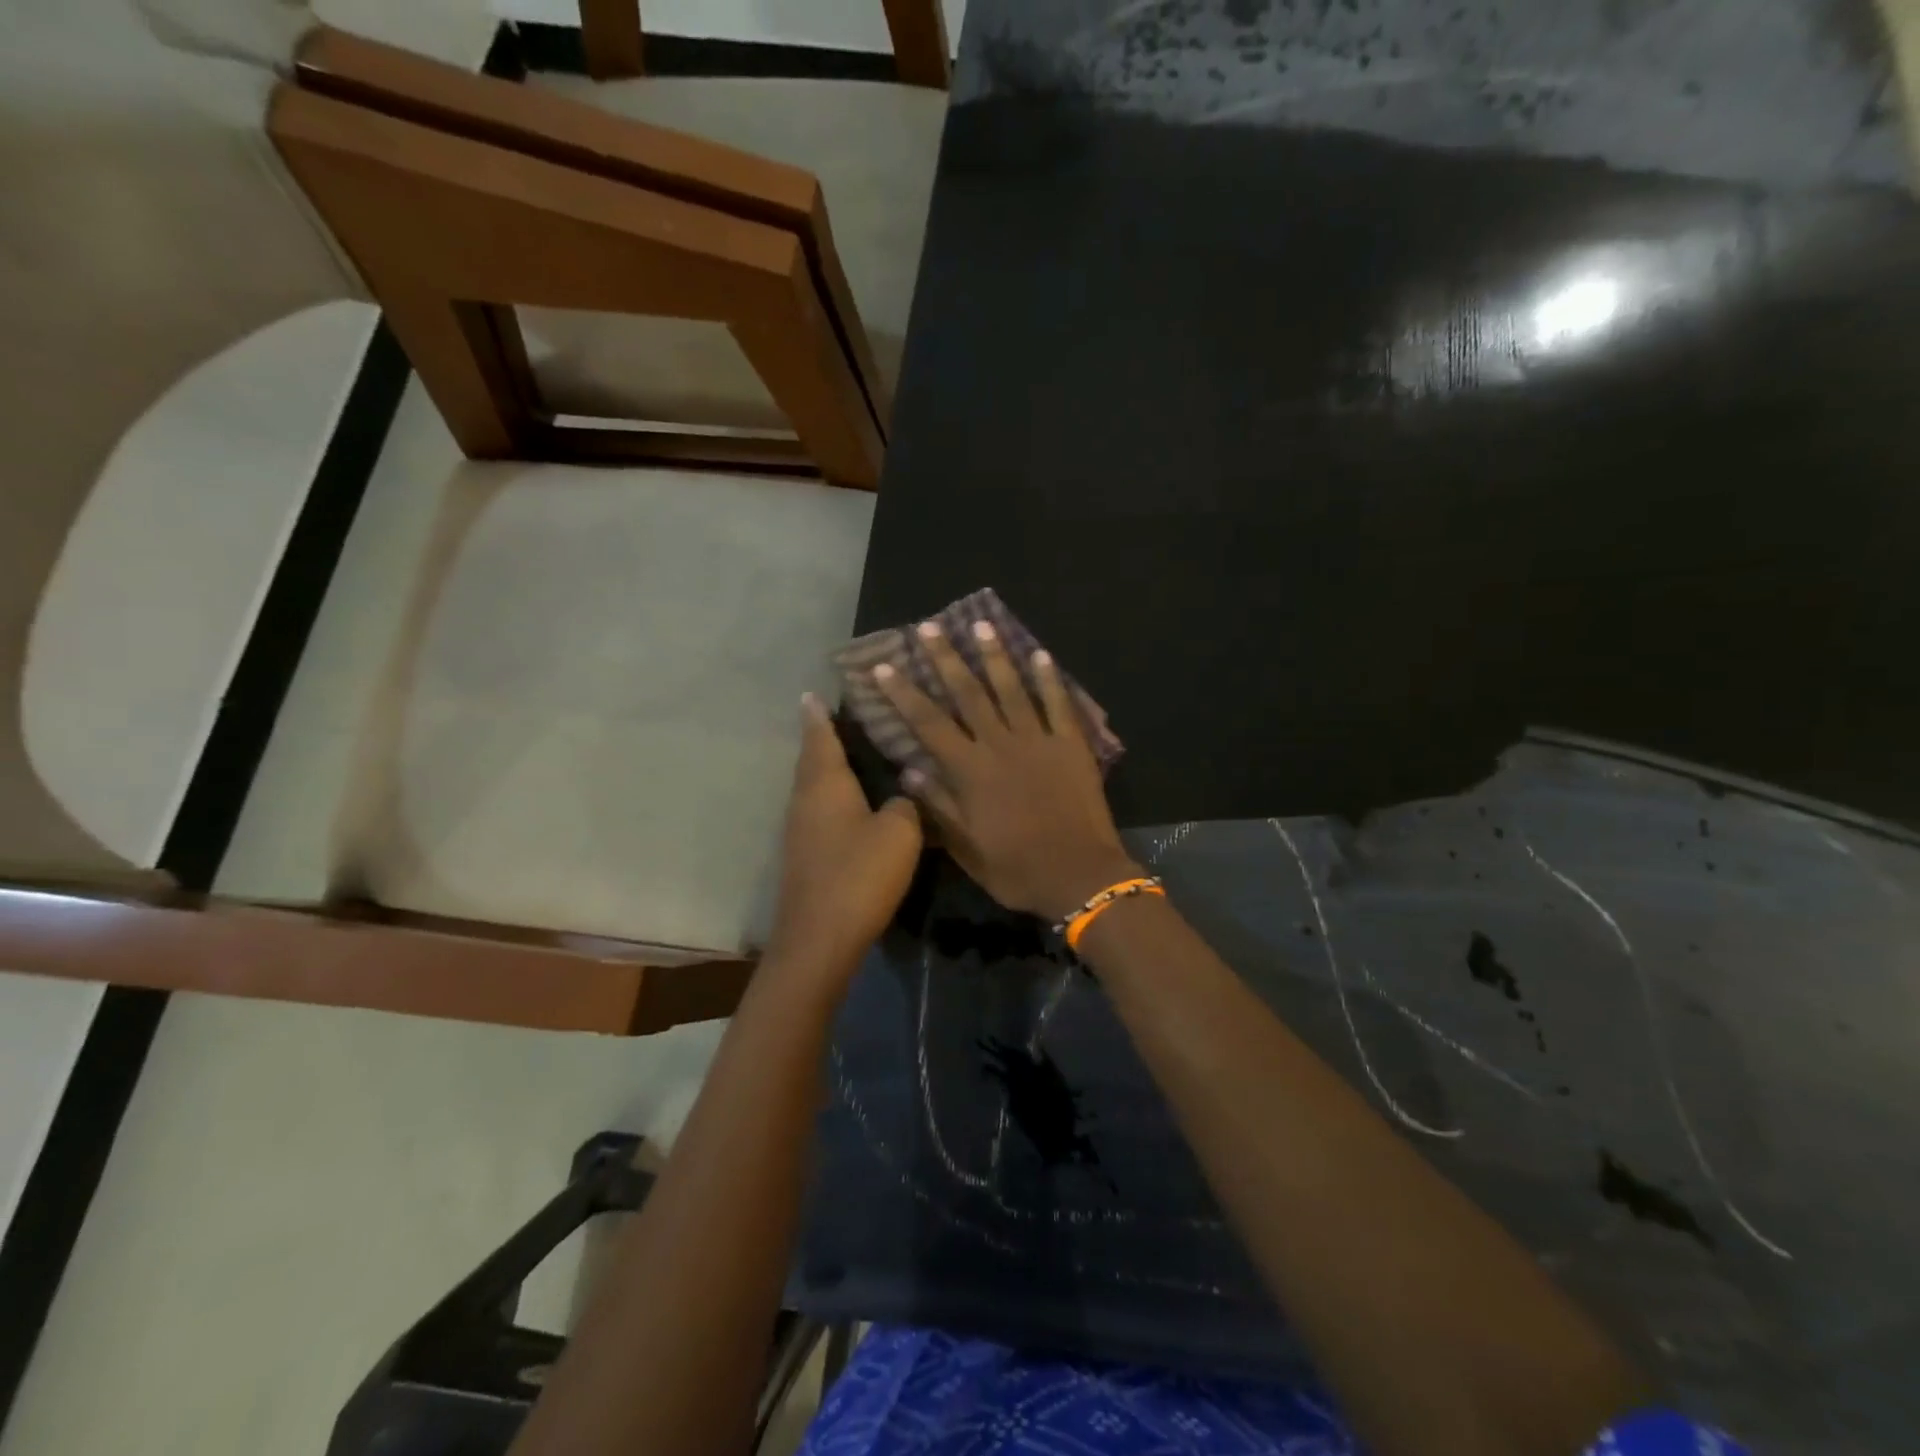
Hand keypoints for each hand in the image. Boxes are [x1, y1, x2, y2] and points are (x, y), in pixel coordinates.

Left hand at [766, 695, 923, 976]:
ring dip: (826, 768)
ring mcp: (800, 830)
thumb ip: (905, 804)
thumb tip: (902, 795)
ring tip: (849, 754)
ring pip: (813, 787)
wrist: (820, 937)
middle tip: (836, 717)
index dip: (819, 715)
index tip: (812, 692)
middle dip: (821, 738)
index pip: (821, 737)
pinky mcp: (805, 856)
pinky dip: (831, 798)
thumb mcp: (900, 832)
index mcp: (826, 784)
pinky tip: (851, 805)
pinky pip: (818, 812)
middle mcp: (806, 800)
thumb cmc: (860, 873)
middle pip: (812, 760)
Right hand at [872, 620, 1139, 921]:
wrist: (1080, 876)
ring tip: (980, 624)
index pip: (928, 724)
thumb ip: (939, 807)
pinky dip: (1049, 678)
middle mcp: (1000, 745)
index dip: (903, 694)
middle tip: (928, 627)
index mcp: (970, 771)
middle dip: (945, 659)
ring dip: (994, 656)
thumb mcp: (968, 849)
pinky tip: (1039, 653)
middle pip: (968, 694)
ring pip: (1012, 689)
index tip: (884, 666)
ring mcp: (1038, 740)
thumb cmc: (1017, 869)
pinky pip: (1059, 704)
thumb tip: (909, 772)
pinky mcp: (1070, 745)